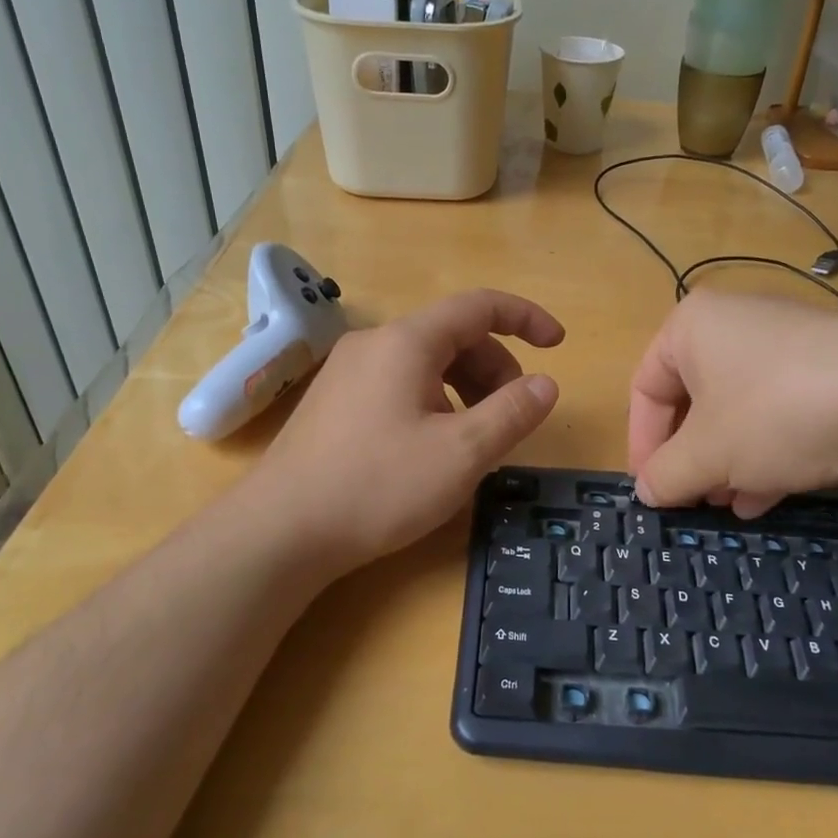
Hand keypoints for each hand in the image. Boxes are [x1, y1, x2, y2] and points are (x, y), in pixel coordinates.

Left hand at [249, 289, 563, 575]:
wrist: (280, 532)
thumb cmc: (378, 486)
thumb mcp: (461, 454)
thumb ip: (511, 413)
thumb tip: (546, 384)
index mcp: (407, 342)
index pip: (478, 306)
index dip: (525, 318)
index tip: (558, 344)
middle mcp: (374, 344)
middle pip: (452, 337)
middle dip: (495, 369)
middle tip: (511, 418)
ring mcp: (347, 372)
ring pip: (425, 364)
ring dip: (465, 389)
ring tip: (474, 440)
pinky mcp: (334, 403)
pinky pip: (399, 385)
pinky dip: (434, 402)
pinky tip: (431, 448)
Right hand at [627, 291, 837, 516]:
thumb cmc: (775, 413)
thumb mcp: (708, 454)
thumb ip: (666, 475)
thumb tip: (647, 492)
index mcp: (691, 328)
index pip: (646, 388)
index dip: (643, 445)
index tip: (651, 489)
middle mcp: (735, 325)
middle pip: (693, 401)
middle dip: (691, 458)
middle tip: (692, 500)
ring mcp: (786, 345)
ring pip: (738, 411)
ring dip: (727, 463)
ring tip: (729, 505)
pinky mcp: (827, 369)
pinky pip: (779, 412)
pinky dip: (766, 452)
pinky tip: (768, 497)